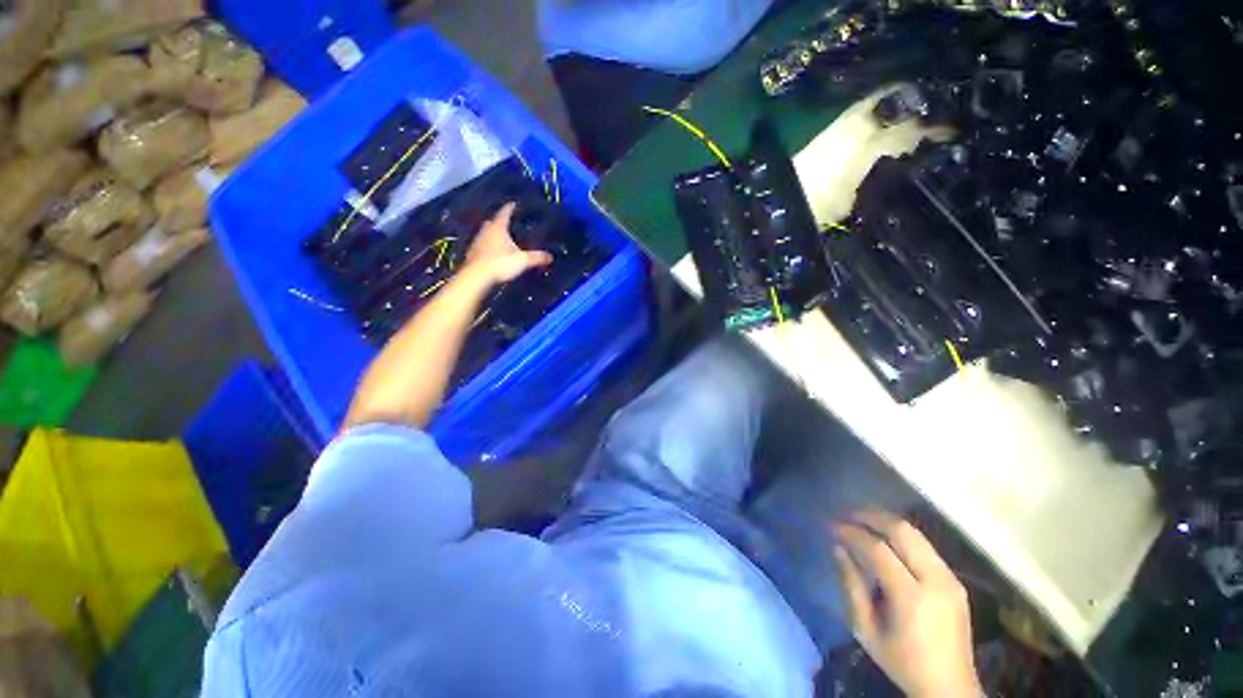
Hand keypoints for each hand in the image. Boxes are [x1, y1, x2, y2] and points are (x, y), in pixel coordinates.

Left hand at [462, 202, 552, 285]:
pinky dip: (487, 246)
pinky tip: (493, 253)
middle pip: (492, 222)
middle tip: (507, 223)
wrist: (477, 277)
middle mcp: (485, 231)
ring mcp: (477, 242)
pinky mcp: (472, 254)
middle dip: (499, 221)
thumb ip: (537, 257)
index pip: (504, 213)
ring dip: (492, 234)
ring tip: (501, 238)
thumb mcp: (523, 260)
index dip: (510, 208)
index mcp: (498, 228)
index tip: (514, 204)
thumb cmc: (500, 263)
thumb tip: (550, 257)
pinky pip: (481, 246)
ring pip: (485, 233)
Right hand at [833, 510, 981, 697]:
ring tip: (862, 521)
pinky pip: (925, 546)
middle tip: (847, 514)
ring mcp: (950, 579)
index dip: (852, 533)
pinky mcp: (955, 581)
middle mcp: (935, 581)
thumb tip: (837, 547)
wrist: (949, 687)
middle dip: (871, 517)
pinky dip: (901, 536)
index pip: (878, 550)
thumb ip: (851, 586)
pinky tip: (885, 540)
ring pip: (916, 534)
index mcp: (912, 598)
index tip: (831, 526)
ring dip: (886, 522)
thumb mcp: (866, 630)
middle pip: (902, 531)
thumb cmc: (901, 661)